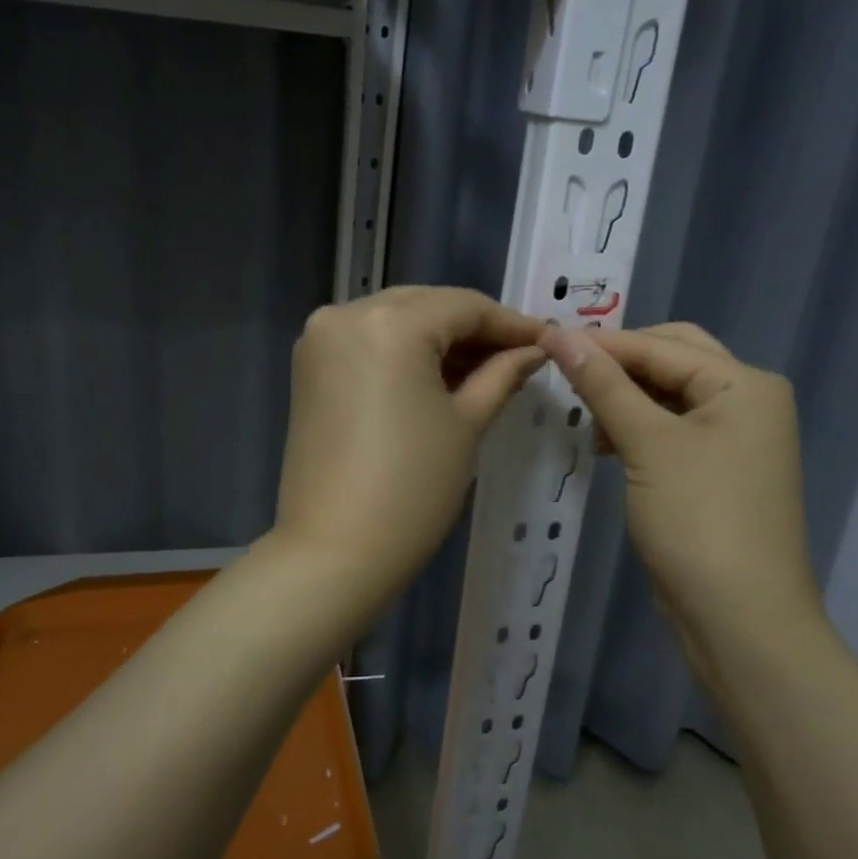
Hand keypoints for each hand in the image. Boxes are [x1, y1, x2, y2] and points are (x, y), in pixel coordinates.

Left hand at [271, 287, 544, 602]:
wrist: (334, 551)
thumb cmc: (412, 489)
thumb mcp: (466, 425)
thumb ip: (501, 375)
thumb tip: (532, 351)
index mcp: (389, 323)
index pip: (463, 306)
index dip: (510, 323)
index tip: (548, 340)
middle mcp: (346, 314)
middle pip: (426, 306)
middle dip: (474, 329)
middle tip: (519, 356)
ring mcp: (320, 340)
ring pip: (395, 320)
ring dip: (439, 339)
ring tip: (485, 370)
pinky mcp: (309, 367)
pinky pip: (368, 342)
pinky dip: (404, 352)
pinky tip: (439, 376)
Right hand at [540, 322, 824, 668]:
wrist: (741, 619)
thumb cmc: (698, 519)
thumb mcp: (647, 444)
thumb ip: (604, 384)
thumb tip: (558, 333)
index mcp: (744, 384)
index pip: (661, 345)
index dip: (602, 343)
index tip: (544, 340)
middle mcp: (747, 402)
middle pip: (672, 362)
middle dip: (619, 364)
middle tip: (565, 371)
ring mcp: (736, 440)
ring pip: (669, 398)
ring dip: (625, 398)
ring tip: (581, 414)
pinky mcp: (718, 473)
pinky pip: (671, 431)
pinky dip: (637, 429)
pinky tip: (605, 443)